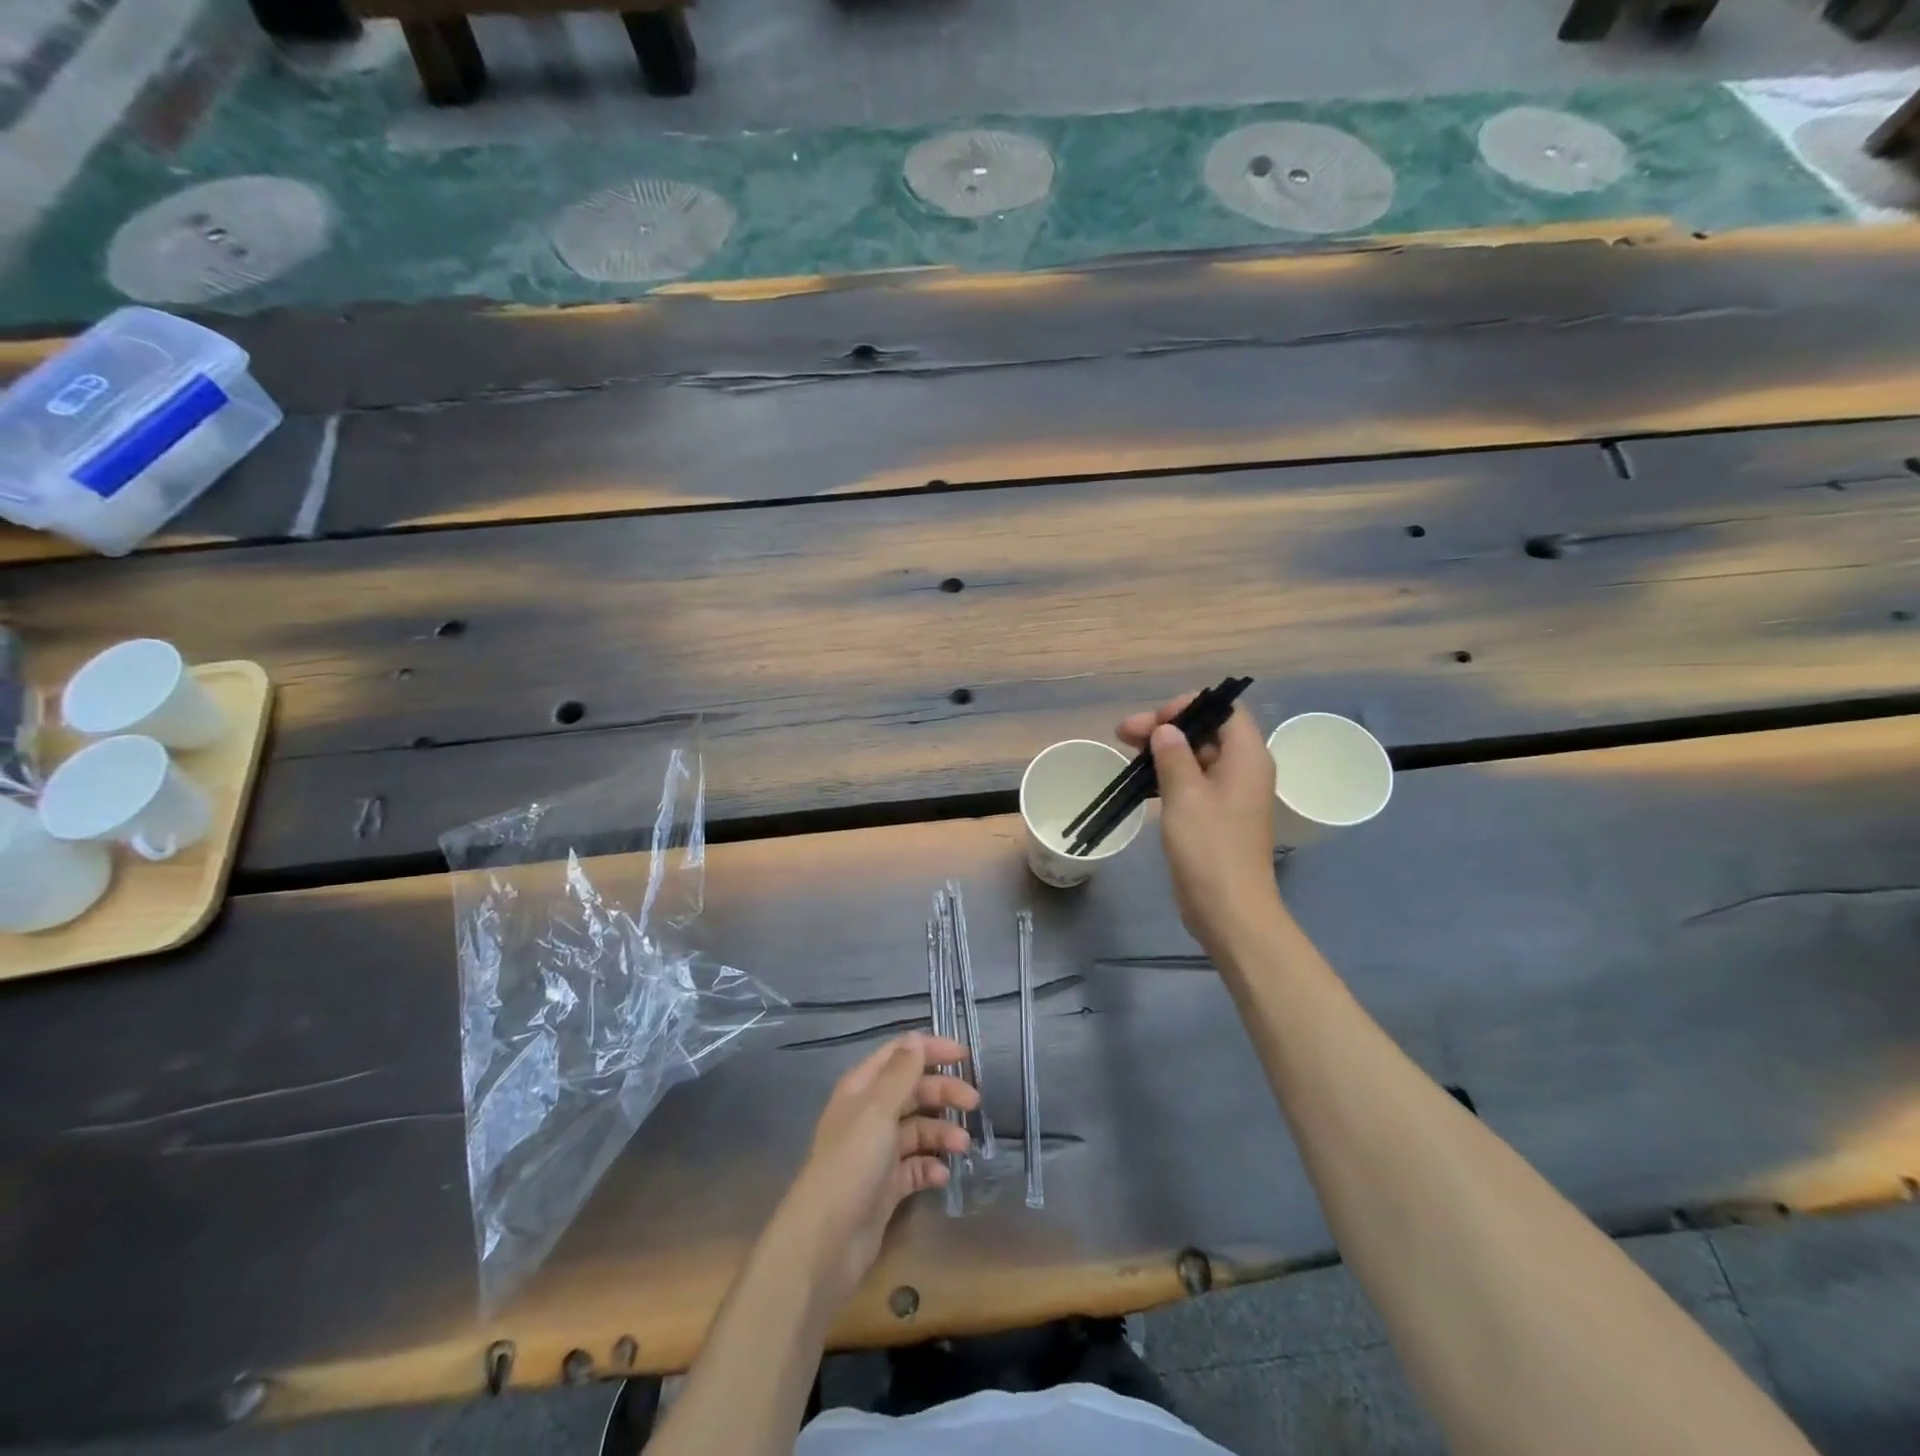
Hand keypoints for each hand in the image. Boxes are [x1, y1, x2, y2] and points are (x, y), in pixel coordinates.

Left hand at [782, 1033, 978, 1307]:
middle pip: (913, 1091)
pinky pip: (915, 1166)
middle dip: (944, 1093)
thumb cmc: (852, 1163)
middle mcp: (869, 1114)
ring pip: (918, 1129)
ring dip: (942, 1132)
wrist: (827, 1240)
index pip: (900, 1054)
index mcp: (862, 1088)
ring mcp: (878, 1151)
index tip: (964, 1056)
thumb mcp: (878, 1110)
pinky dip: (930, 1166)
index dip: (931, 1050)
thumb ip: (901, 1073)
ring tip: (962, 1146)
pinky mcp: (886, 1185)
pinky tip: (941, 1175)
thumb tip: (917, 1039)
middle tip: (974, 1102)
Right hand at [1119, 693, 1281, 949]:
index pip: (1224, 710)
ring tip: (1127, 754)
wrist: (1229, 909)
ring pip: (1197, 757)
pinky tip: (1142, 782)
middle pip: (1207, 731)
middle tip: (1124, 735)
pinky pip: (1195, 782)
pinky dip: (1170, 776)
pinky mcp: (1218, 816)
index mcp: (1247, 756)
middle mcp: (1244, 769)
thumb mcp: (1185, 795)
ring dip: (1164, 752)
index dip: (1188, 707)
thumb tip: (1166, 730)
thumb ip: (1173, 755)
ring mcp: (1232, 794)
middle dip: (1167, 728)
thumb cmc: (1209, 847)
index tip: (1155, 722)